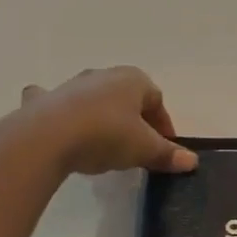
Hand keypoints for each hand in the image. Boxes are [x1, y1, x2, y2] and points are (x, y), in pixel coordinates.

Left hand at [0, 67, 198, 176]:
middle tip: (136, 147)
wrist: (46, 138)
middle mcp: (103, 75)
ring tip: (103, 141)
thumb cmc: (105, 135)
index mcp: (133, 80)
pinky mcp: (44, 100)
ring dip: (101, 114)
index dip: (164, 126)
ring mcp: (71, 85)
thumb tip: (192, 161)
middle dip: (134, 119)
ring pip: (93, 97)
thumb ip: (167, 154)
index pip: (157, 101)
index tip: (164, 149)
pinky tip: (59, 123)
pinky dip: (60, 109)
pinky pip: (57, 102)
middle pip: (126, 97)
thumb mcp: (143, 149)